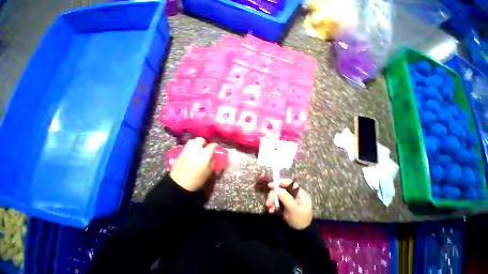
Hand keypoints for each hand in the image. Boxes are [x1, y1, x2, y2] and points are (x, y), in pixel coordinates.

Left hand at [170, 137, 216, 191]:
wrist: (179, 185)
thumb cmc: (196, 180)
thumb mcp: (208, 172)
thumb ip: (211, 162)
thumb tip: (212, 156)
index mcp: (204, 156)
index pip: (211, 146)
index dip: (214, 145)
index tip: (215, 147)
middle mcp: (195, 151)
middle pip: (200, 139)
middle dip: (204, 142)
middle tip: (205, 147)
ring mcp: (186, 151)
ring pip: (192, 141)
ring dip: (196, 143)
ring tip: (198, 149)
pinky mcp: (180, 153)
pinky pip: (187, 146)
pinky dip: (190, 147)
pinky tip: (192, 153)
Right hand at [266, 179, 312, 229]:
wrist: (299, 235)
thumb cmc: (299, 221)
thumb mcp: (293, 210)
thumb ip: (286, 198)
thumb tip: (277, 189)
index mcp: (300, 194)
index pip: (290, 183)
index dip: (280, 183)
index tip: (271, 186)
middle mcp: (294, 194)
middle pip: (281, 189)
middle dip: (273, 195)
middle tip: (268, 203)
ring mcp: (289, 199)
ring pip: (277, 194)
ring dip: (271, 200)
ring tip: (269, 208)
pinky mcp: (284, 203)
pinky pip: (276, 200)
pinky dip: (272, 204)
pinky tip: (270, 210)